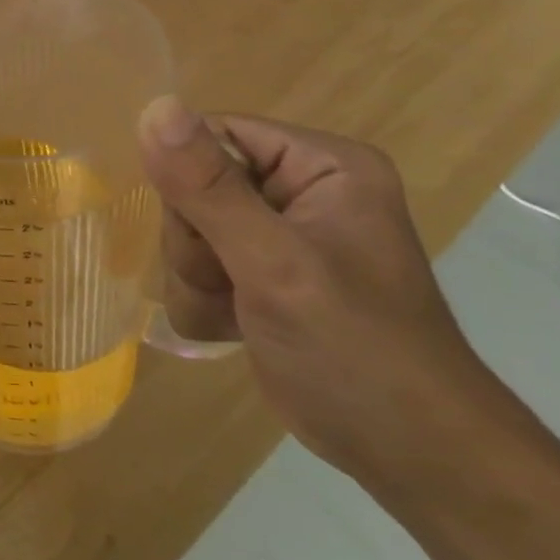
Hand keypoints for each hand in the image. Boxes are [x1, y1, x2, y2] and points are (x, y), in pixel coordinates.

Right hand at [137, 97, 498, 490]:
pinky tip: (235, 329)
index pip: (214, 135)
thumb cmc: (354, 349)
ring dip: (196, 280)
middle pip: (192, 188)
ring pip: (184, 234)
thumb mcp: (274, 262)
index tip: (205, 231)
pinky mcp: (258, 277)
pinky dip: (203, 304)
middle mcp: (298, 191)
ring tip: (239, 312)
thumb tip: (154, 107)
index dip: (189, 179)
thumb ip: (209, 188)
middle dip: (195, 244)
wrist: (405, 452)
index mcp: (322, 166)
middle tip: (232, 282)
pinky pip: (193, 270)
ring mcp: (276, 237)